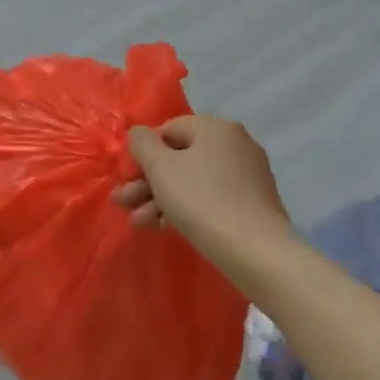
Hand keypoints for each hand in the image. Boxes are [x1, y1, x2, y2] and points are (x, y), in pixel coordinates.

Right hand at [114, 115, 292, 265]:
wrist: (255, 251)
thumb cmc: (201, 200)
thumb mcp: (159, 167)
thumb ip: (141, 142)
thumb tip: (139, 134)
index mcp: (215, 128)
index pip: (168, 129)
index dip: (143, 153)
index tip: (128, 179)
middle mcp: (235, 143)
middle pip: (179, 157)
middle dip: (147, 181)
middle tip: (124, 203)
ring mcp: (247, 174)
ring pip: (192, 180)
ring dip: (160, 198)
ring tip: (139, 222)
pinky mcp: (252, 202)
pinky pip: (210, 196)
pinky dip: (186, 207)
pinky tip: (164, 226)